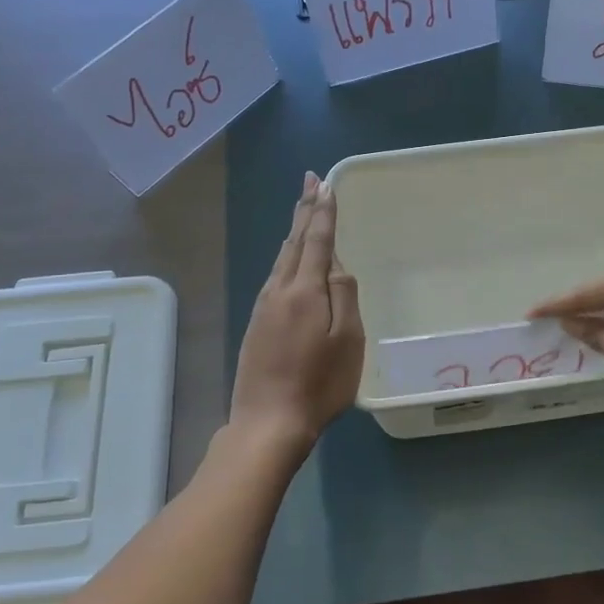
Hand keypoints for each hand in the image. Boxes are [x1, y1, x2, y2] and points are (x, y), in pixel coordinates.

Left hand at [229, 173, 364, 452]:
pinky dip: (285, 256)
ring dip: (293, 231)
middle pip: (294, 242)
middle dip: (304, 210)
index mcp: (305, 290)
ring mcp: (263, 307)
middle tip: (310, 182)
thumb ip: (344, 295)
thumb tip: (335, 263)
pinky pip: (274, 276)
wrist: (268, 421)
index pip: (316, 240)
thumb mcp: (348, 340)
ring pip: (281, 258)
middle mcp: (280, 290)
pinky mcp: (256, 323)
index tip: (325, 184)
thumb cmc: (319, 384)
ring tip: (302, 212)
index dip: (323, 211)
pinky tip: (287, 258)